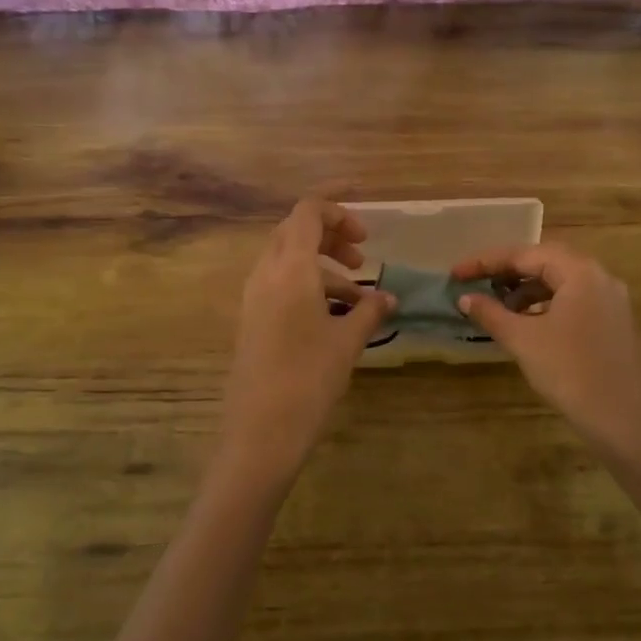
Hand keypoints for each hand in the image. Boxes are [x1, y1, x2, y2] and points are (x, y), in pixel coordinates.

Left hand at [219, 197, 395, 476]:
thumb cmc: (309, 378)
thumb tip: (389, 298)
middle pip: (295, 233)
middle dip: (331, 238)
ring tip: (357, 299)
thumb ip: (370, 311)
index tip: (367, 232)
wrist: (260, 429)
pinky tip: (333, 319)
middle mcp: (266, 274)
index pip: (308, 213)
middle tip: (362, 259)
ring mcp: (254, 298)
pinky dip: (307, 288)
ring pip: (287, 262)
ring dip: (322, 268)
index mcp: (291, 268)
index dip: (337, 210)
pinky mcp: (251, 321)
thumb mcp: (347, 341)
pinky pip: (279, 286)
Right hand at [452, 244, 640, 451]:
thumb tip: (465, 298)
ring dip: (526, 289)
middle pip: (545, 262)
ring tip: (497, 306)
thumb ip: (491, 313)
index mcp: (579, 271)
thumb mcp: (522, 339)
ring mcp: (610, 300)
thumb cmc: (569, 371)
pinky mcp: (613, 323)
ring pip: (560, 282)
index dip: (486, 262)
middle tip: (476, 283)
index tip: (456, 273)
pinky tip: (526, 323)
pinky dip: (545, 305)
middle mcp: (599, 277)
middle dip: (507, 271)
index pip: (525, 254)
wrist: (621, 417)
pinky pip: (573, 300)